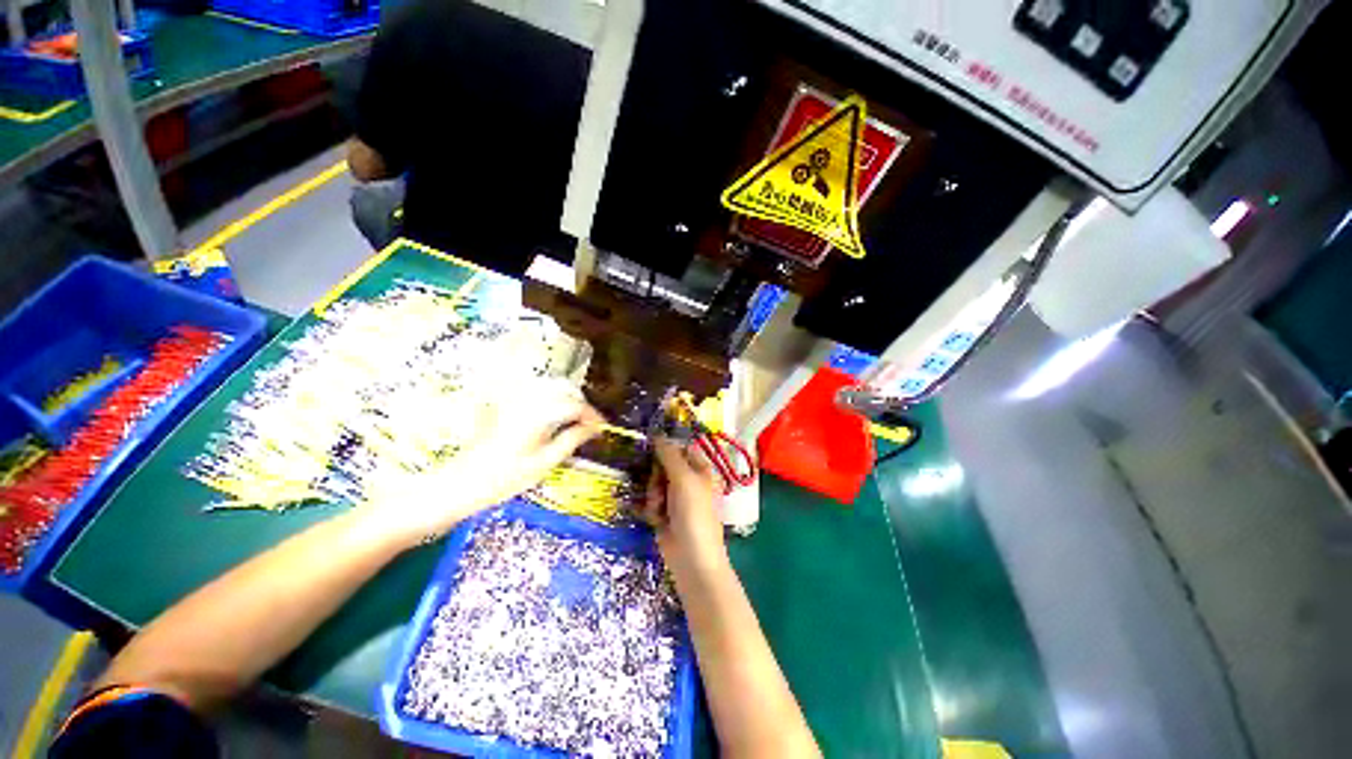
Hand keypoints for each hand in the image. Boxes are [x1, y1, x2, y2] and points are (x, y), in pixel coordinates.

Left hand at [360, 377, 602, 546]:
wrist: (461, 483)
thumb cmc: (504, 479)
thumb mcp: (544, 463)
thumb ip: (572, 440)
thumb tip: (594, 428)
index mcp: (537, 415)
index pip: (574, 406)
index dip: (592, 415)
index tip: (603, 427)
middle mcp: (527, 400)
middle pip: (564, 389)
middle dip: (582, 403)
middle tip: (591, 424)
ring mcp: (514, 400)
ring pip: (550, 386)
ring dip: (568, 397)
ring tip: (577, 419)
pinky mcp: (506, 404)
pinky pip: (536, 391)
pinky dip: (552, 397)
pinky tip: (556, 413)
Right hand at [638, 439, 725, 568]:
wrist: (691, 557)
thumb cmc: (693, 513)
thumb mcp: (683, 478)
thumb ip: (669, 455)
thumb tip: (657, 434)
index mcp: (699, 469)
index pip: (679, 448)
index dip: (666, 449)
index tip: (650, 449)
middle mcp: (688, 480)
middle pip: (662, 465)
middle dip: (656, 476)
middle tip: (659, 487)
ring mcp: (675, 498)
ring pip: (654, 483)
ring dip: (652, 494)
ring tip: (658, 508)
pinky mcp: (664, 514)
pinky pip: (650, 501)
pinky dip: (650, 509)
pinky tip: (655, 519)